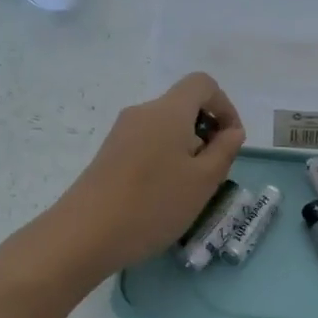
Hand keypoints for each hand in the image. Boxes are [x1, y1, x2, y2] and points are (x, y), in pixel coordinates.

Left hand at [29, 73, 245, 283]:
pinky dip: (163, 160)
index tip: (231, 141)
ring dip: (185, 151)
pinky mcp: (108, 154)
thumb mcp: (203, 181)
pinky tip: (161, 197)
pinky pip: (146, 145)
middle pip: (182, 107)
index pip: (202, 84)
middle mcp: (142, 112)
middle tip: (212, 174)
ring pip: (164, 130)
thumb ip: (224, 151)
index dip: (225, 106)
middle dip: (205, 133)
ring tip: (188, 191)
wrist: (86, 233)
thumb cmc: (154, 204)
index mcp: (168, 110)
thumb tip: (231, 131)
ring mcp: (121, 133)